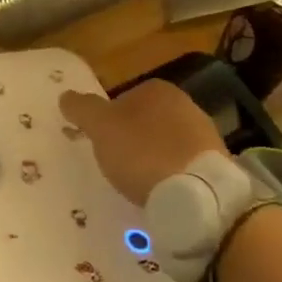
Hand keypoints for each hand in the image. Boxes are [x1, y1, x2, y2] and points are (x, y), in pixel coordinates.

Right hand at [59, 82, 221, 204]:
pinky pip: (182, 164)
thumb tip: (66, 96)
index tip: (100, 142)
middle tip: (115, 162)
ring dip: (152, 157)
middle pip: (146, 120)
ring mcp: (205, 134)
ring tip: (137, 181)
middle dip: (132, 138)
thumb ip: (82, 109)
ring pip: (166, 142)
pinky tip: (160, 191)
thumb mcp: (101, 128)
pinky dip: (169, 174)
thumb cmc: (142, 152)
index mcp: (158, 90)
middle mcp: (186, 104)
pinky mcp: (215, 163)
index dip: (108, 120)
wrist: (196, 192)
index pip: (124, 98)